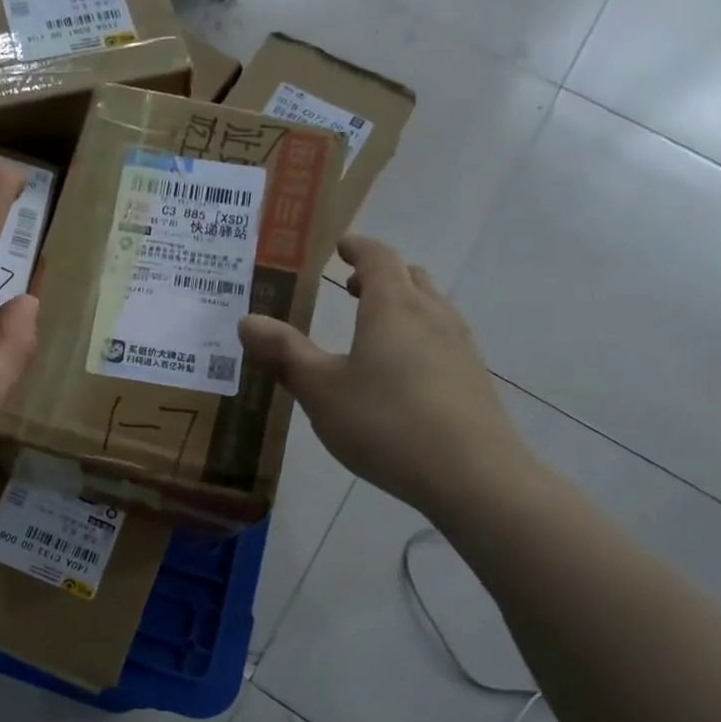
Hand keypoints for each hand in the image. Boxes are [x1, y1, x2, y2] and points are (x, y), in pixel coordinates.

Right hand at [237, 236, 532, 518]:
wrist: (473, 475)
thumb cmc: (385, 423)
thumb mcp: (320, 390)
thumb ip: (284, 354)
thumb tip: (247, 321)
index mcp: (392, 308)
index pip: (379, 258)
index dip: (359, 248)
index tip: (341, 246)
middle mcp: (432, 316)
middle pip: (411, 278)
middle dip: (381, 275)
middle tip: (352, 286)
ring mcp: (460, 347)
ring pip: (432, 308)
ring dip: (403, 305)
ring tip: (375, 328)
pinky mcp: (473, 379)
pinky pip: (443, 339)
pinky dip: (419, 336)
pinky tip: (403, 373)